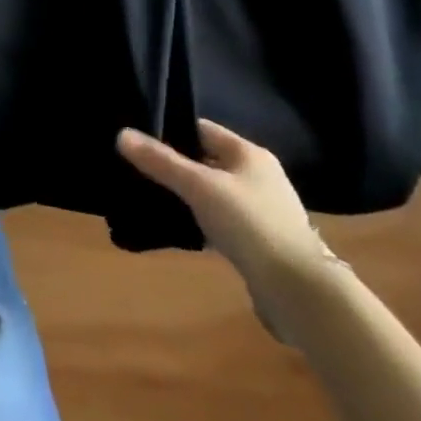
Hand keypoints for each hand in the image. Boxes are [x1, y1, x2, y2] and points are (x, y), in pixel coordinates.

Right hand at [116, 119, 339, 337]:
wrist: (299, 291)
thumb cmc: (250, 224)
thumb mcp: (199, 187)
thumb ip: (160, 161)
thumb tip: (121, 134)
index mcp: (249, 154)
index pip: (201, 129)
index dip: (169, 130)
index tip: (137, 138)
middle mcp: (258, 176)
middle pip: (205, 160)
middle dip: (173, 164)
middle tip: (135, 168)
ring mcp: (261, 209)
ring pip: (211, 191)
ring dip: (185, 194)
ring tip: (149, 196)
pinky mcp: (259, 239)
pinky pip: (219, 218)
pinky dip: (198, 218)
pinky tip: (177, 226)